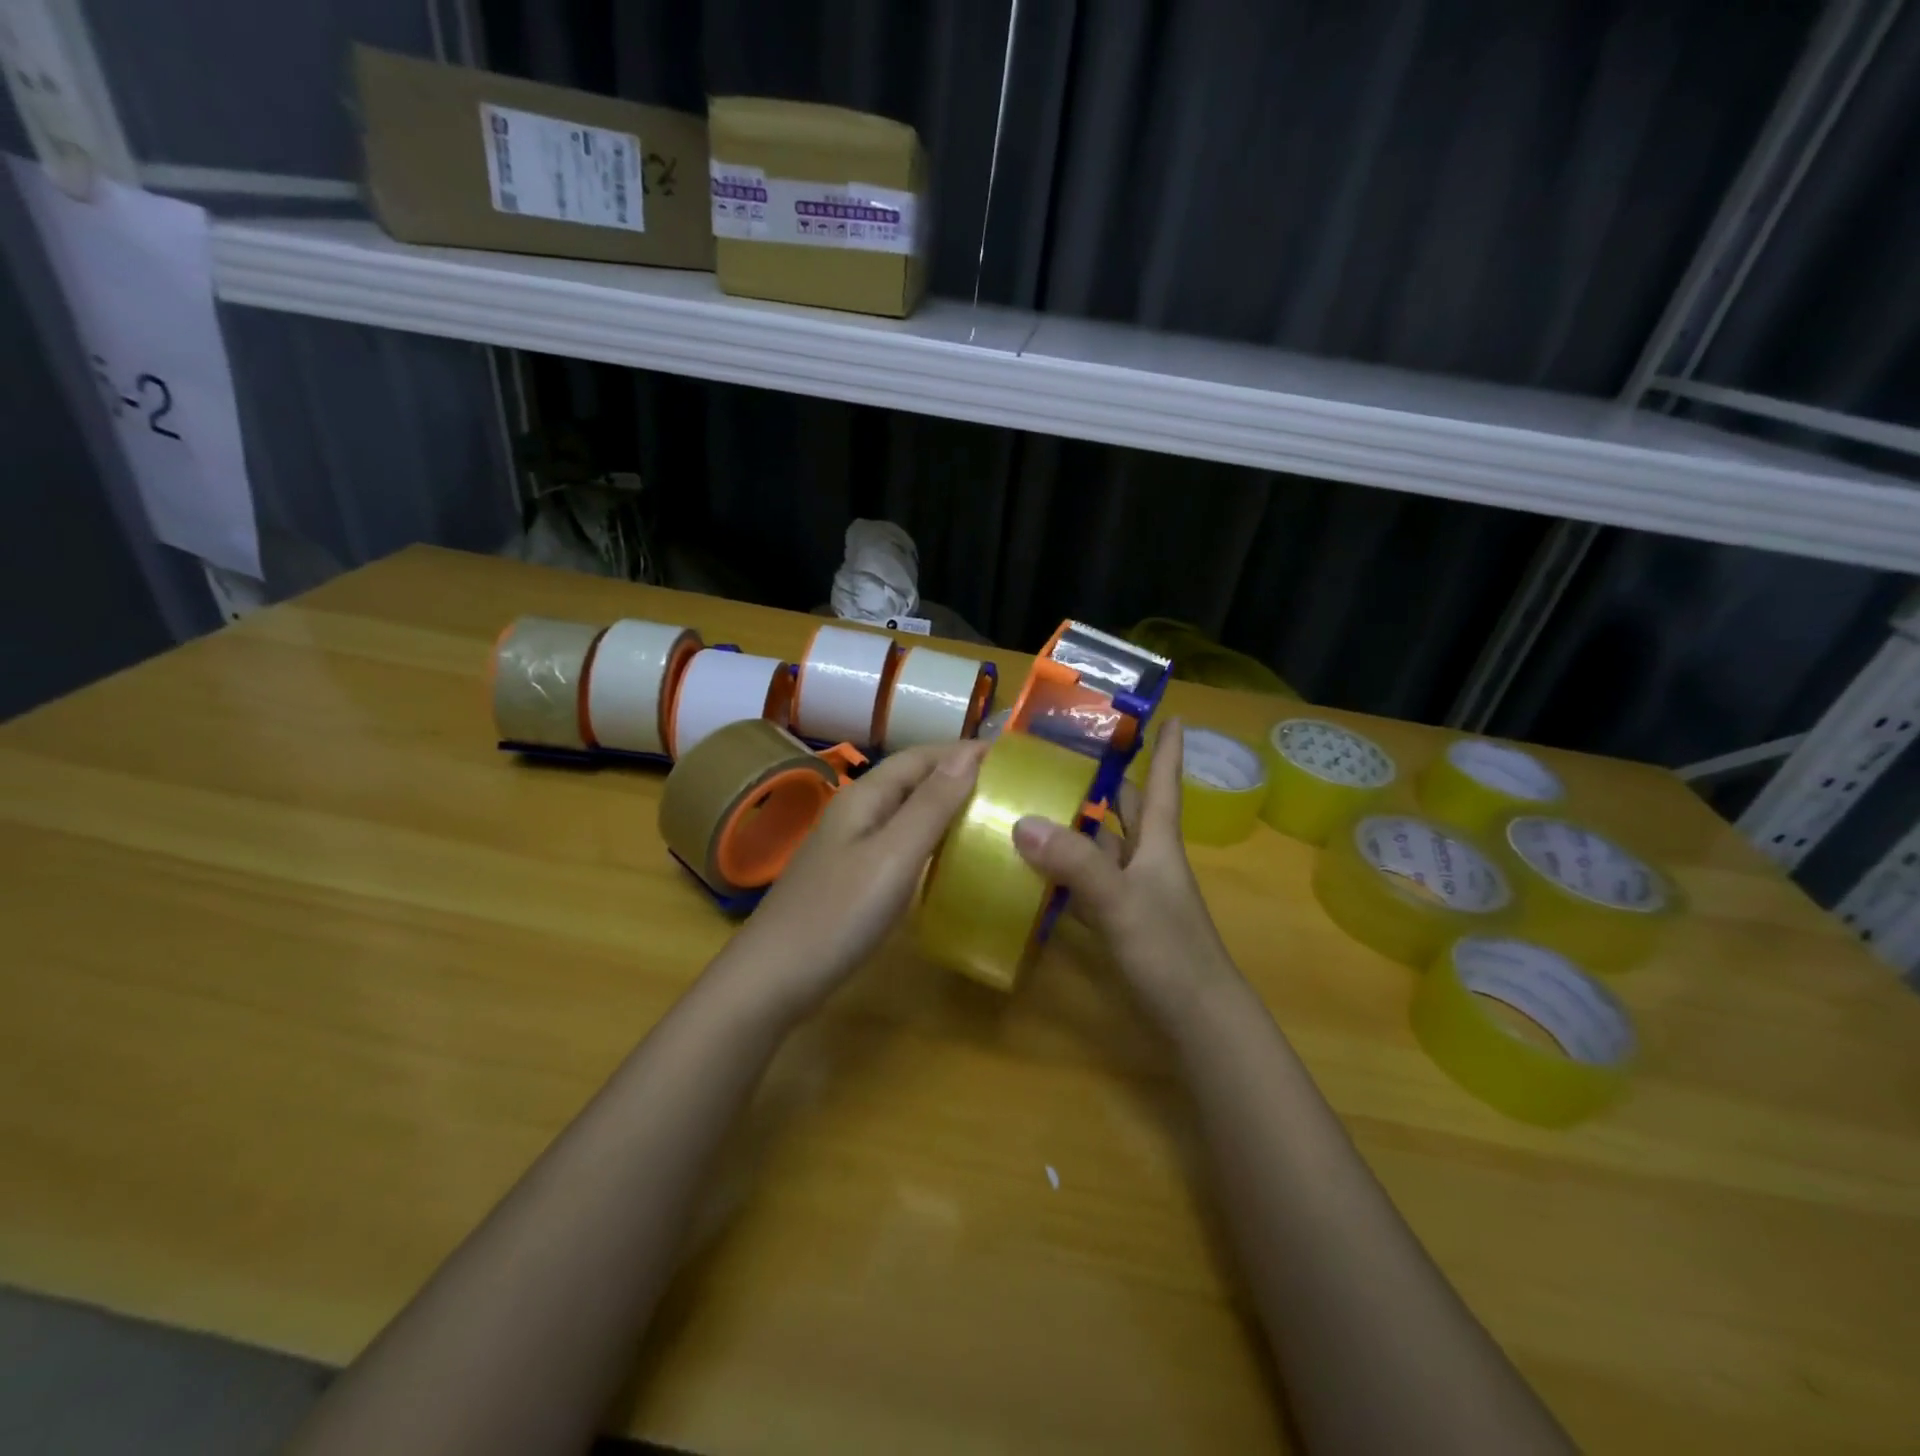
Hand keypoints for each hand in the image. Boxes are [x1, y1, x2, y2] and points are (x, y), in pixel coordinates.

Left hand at [721, 739, 986, 1020]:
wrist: (772, 979)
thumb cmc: (838, 914)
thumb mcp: (893, 856)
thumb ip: (930, 805)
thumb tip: (968, 754)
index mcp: (864, 797)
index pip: (919, 756)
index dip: (962, 751)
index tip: (1010, 756)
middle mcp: (856, 813)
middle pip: (911, 779)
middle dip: (957, 774)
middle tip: (1007, 786)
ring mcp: (849, 846)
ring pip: (905, 811)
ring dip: (945, 805)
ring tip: (988, 814)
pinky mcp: (851, 876)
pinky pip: (898, 841)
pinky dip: (929, 837)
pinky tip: (948, 856)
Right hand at [1011, 719, 1238, 1028]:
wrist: (1197, 1021)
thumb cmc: (1170, 952)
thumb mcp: (1121, 902)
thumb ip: (1076, 864)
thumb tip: (1023, 821)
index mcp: (1159, 844)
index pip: (1163, 785)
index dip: (1168, 750)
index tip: (1169, 713)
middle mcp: (1147, 860)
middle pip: (1126, 810)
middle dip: (1105, 782)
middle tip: (1063, 756)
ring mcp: (1133, 892)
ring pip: (1102, 847)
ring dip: (1074, 827)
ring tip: (1031, 803)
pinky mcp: (1118, 921)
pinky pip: (1085, 885)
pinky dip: (1062, 874)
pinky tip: (1031, 869)